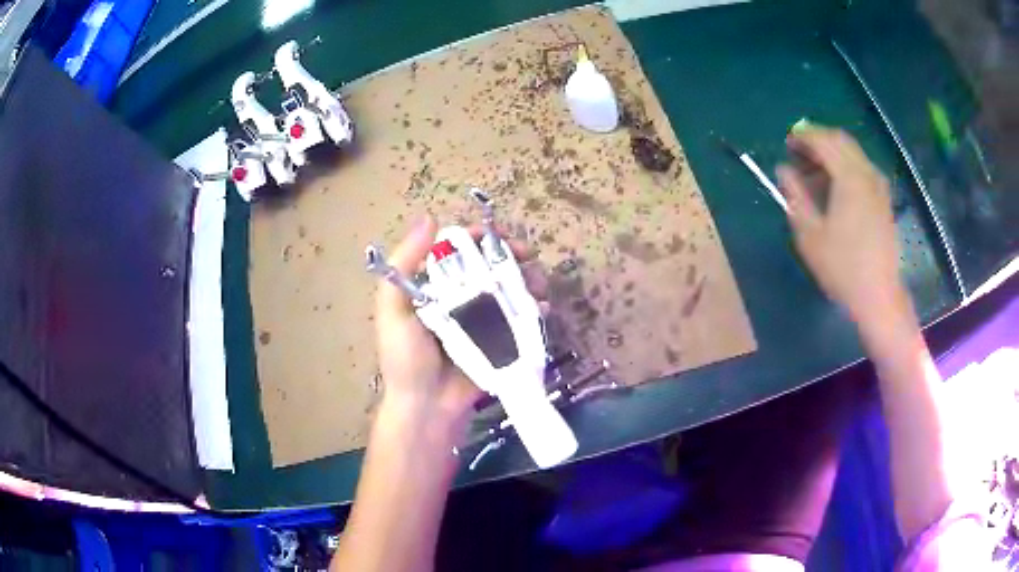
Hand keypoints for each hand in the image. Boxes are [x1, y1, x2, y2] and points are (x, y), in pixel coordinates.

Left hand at [373, 215, 543, 434]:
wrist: (428, 408)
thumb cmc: (406, 359)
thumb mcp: (394, 309)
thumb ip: (404, 264)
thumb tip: (429, 217)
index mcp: (434, 286)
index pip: (460, 251)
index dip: (480, 239)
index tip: (499, 237)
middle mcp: (460, 298)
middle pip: (490, 266)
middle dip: (513, 256)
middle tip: (529, 257)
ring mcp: (483, 320)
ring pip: (510, 288)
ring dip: (529, 278)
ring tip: (539, 283)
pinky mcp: (501, 340)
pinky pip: (521, 317)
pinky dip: (535, 308)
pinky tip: (542, 308)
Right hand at [777, 128, 911, 329]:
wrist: (879, 297)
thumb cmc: (842, 268)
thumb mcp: (810, 235)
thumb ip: (795, 196)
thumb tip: (783, 170)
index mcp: (849, 178)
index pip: (823, 140)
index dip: (803, 136)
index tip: (786, 143)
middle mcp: (867, 174)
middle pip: (841, 140)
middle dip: (818, 140)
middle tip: (799, 153)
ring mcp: (879, 187)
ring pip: (854, 153)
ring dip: (833, 153)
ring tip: (815, 172)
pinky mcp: (884, 201)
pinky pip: (863, 169)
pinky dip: (846, 167)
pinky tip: (837, 187)